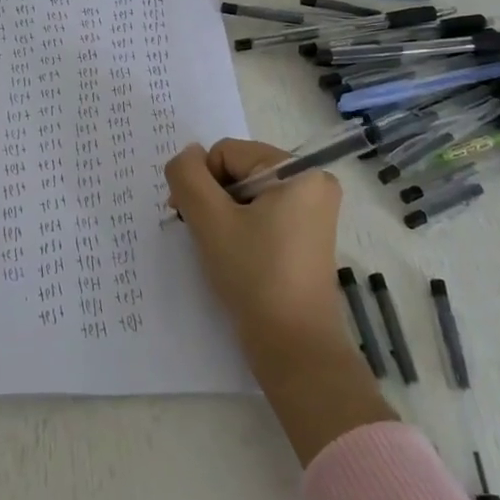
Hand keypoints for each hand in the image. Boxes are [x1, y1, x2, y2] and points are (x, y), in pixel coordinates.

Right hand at [165, 138, 393, 462]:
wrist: (293, 346)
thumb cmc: (253, 274)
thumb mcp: (209, 219)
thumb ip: (187, 176)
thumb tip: (186, 156)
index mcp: (299, 171)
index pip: (227, 153)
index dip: (202, 182)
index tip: (192, 218)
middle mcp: (312, 184)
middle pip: (237, 171)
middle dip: (212, 199)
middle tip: (203, 236)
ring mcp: (311, 213)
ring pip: (245, 196)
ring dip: (222, 216)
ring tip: (219, 250)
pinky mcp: (305, 238)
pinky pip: (261, 216)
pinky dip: (239, 230)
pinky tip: (234, 256)